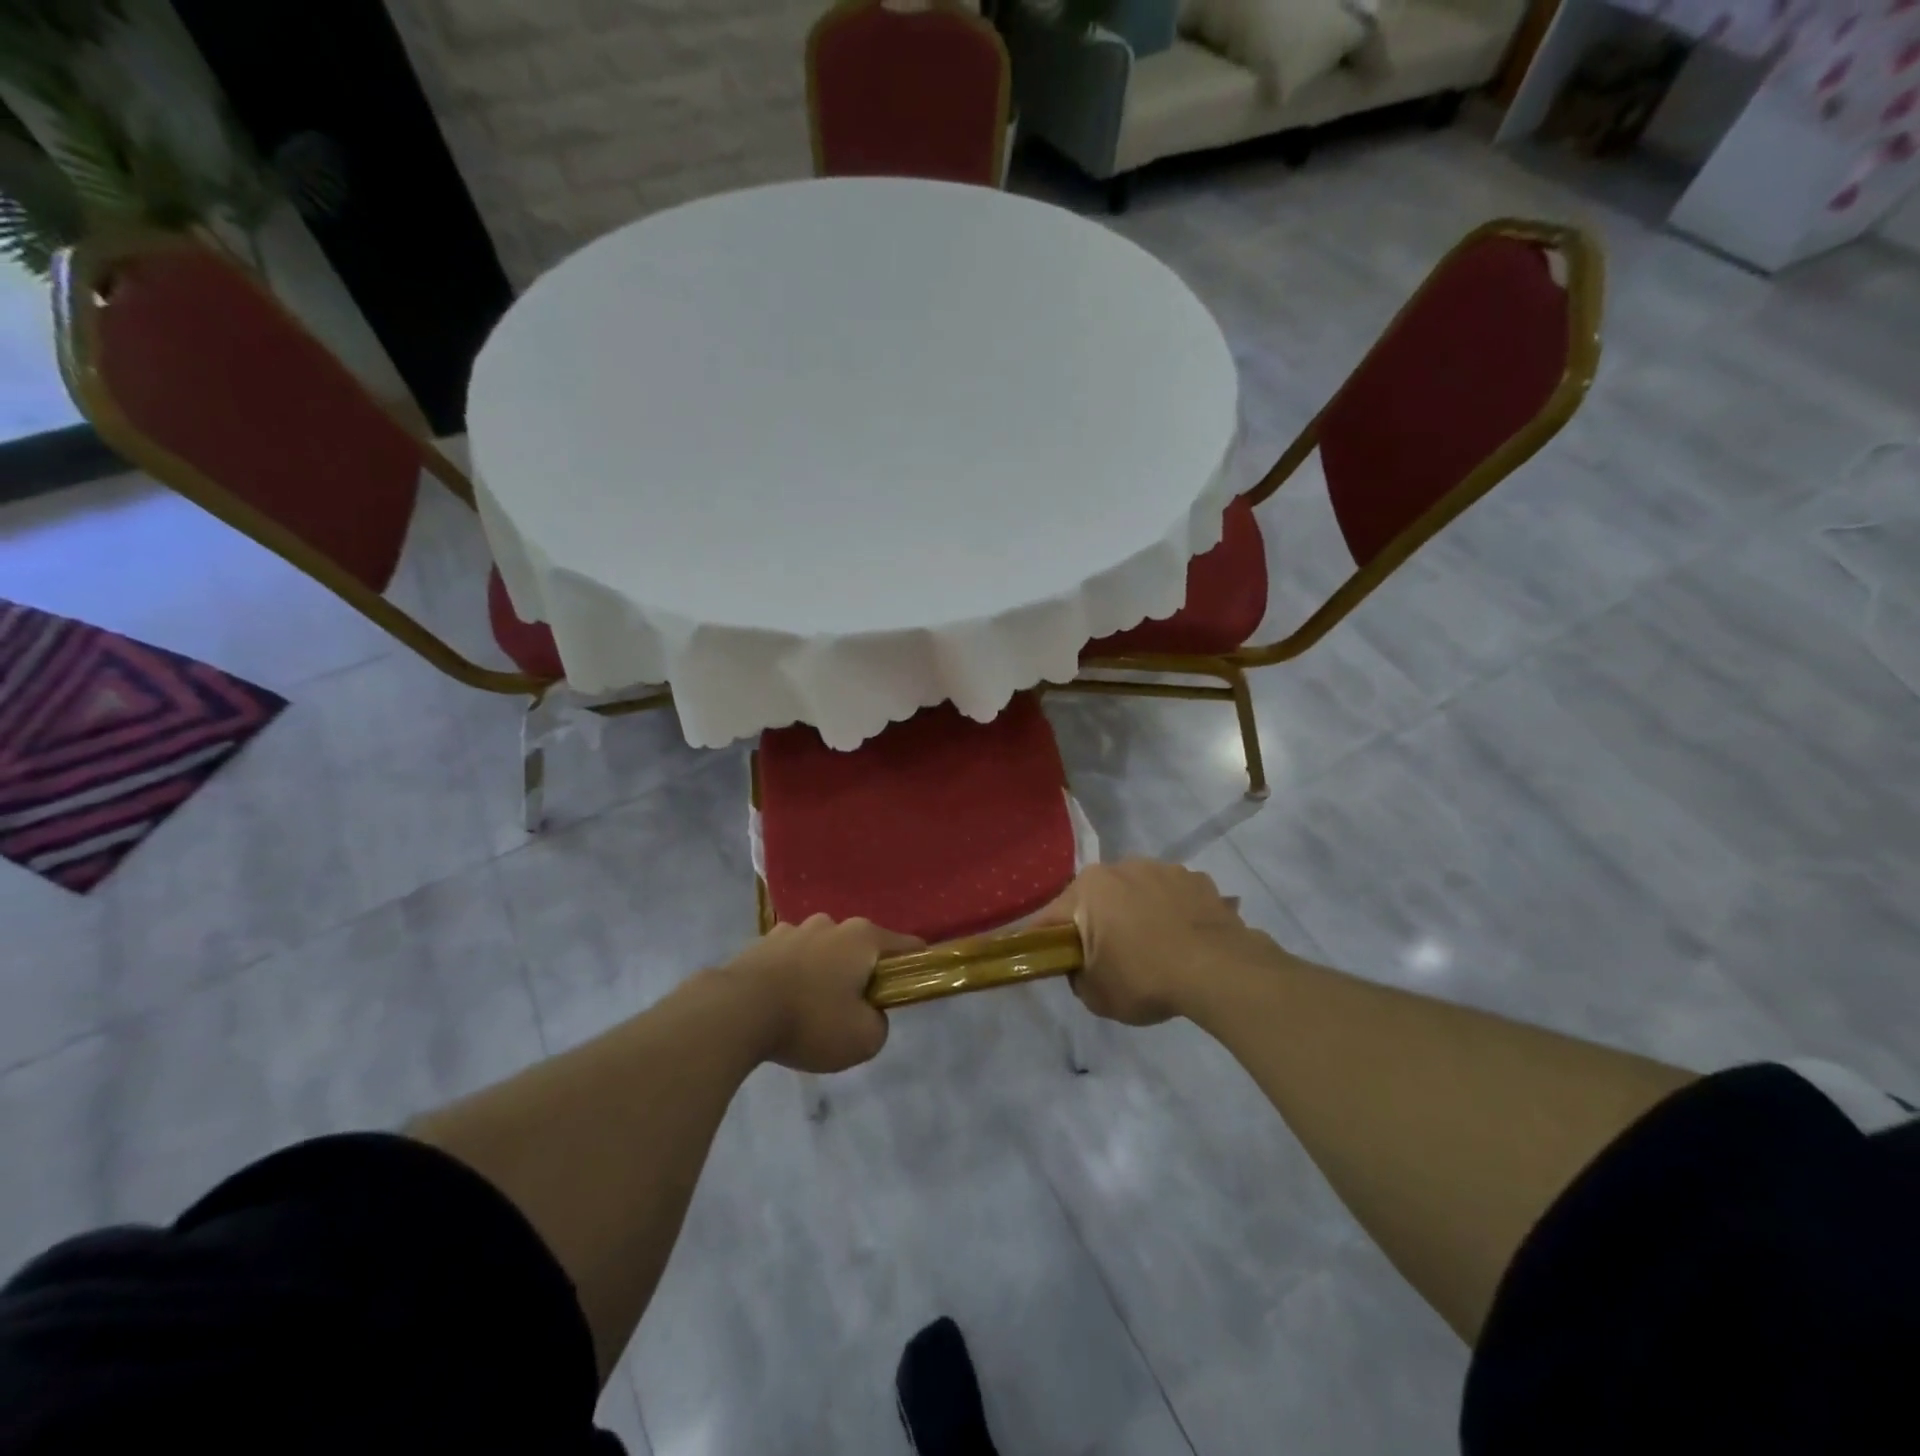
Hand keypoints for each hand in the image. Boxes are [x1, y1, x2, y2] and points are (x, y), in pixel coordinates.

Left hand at [721, 915, 922, 1072]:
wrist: (735, 1012)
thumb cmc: (810, 1021)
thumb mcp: (864, 1039)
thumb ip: (880, 1024)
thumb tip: (869, 1013)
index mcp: (863, 937)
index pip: (906, 946)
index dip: (914, 968)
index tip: (907, 993)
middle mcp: (831, 923)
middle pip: (861, 948)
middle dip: (861, 974)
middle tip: (852, 1012)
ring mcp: (793, 928)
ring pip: (823, 951)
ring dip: (824, 973)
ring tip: (810, 1011)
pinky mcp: (762, 942)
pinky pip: (791, 959)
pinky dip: (793, 976)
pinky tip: (781, 1005)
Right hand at [1037, 860, 1270, 1024]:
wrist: (1219, 971)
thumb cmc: (1145, 978)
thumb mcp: (1096, 995)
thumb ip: (1077, 977)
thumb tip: (1083, 967)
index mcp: (1089, 888)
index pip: (1051, 917)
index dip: (1045, 941)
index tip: (1048, 959)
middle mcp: (1121, 866)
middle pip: (1097, 899)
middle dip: (1098, 924)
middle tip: (1109, 959)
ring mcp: (1163, 868)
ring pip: (1137, 892)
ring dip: (1137, 913)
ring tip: (1155, 950)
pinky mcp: (1198, 879)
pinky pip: (1173, 896)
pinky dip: (1172, 913)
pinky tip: (1184, 941)